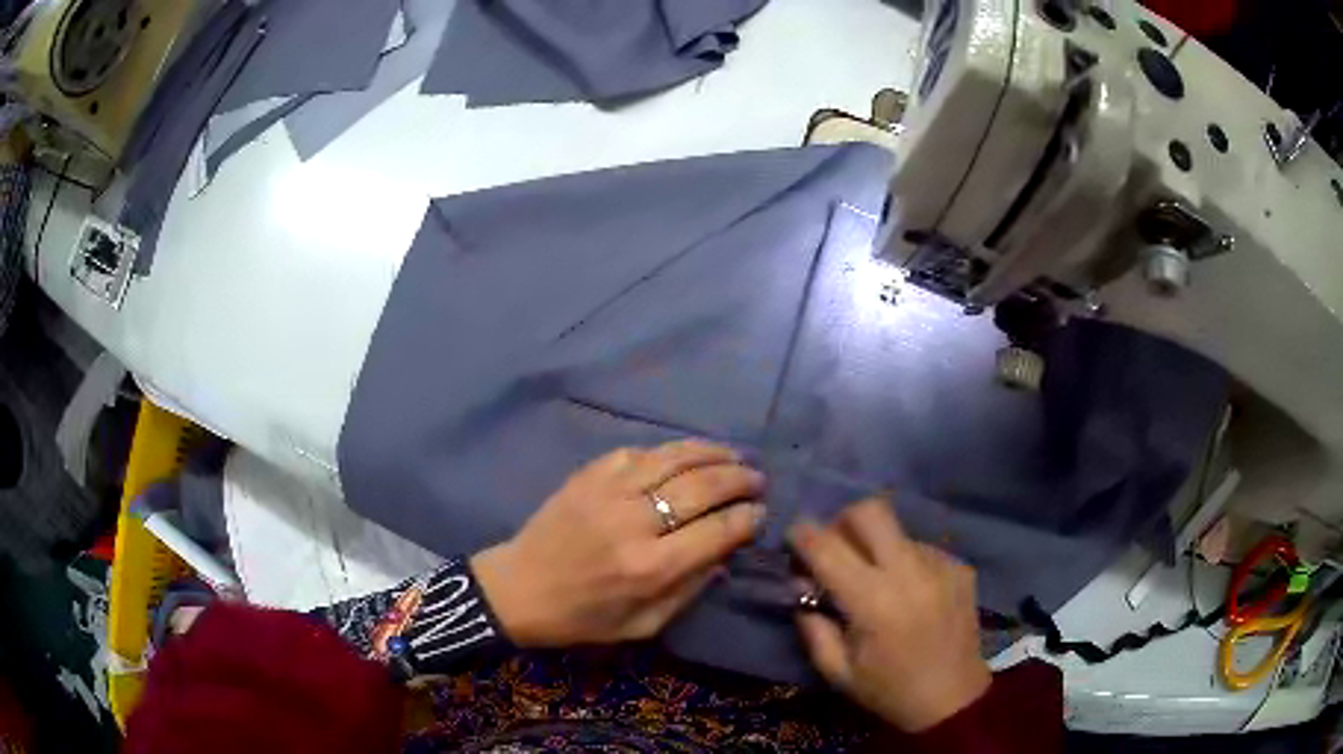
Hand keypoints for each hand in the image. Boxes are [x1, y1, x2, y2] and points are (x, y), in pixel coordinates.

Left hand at [472, 440, 765, 646]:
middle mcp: (634, 523)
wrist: (519, 588)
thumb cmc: (582, 617)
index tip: (760, 513)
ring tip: (734, 454)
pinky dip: (668, 450)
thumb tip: (724, 555)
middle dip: (739, 479)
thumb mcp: (642, 625)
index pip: (717, 530)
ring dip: (711, 452)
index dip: (747, 518)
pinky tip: (683, 454)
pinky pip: (638, 452)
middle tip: (757, 479)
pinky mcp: (588, 475)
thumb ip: (688, 590)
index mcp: (651, 567)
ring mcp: (609, 491)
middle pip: (703, 486)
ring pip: (673, 458)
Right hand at [790, 499, 991, 732]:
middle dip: (843, 520)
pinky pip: (922, 549)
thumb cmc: (888, 690)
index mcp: (872, 602)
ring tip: (878, 580)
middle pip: (870, 511)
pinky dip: (905, 562)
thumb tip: (800, 586)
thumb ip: (812, 626)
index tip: (794, 538)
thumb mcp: (837, 671)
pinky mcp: (960, 568)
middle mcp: (909, 572)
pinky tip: (909, 594)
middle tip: (836, 547)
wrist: (953, 699)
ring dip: (877, 546)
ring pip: (897, 531)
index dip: (802, 535)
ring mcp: (940, 565)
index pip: (828, 547)